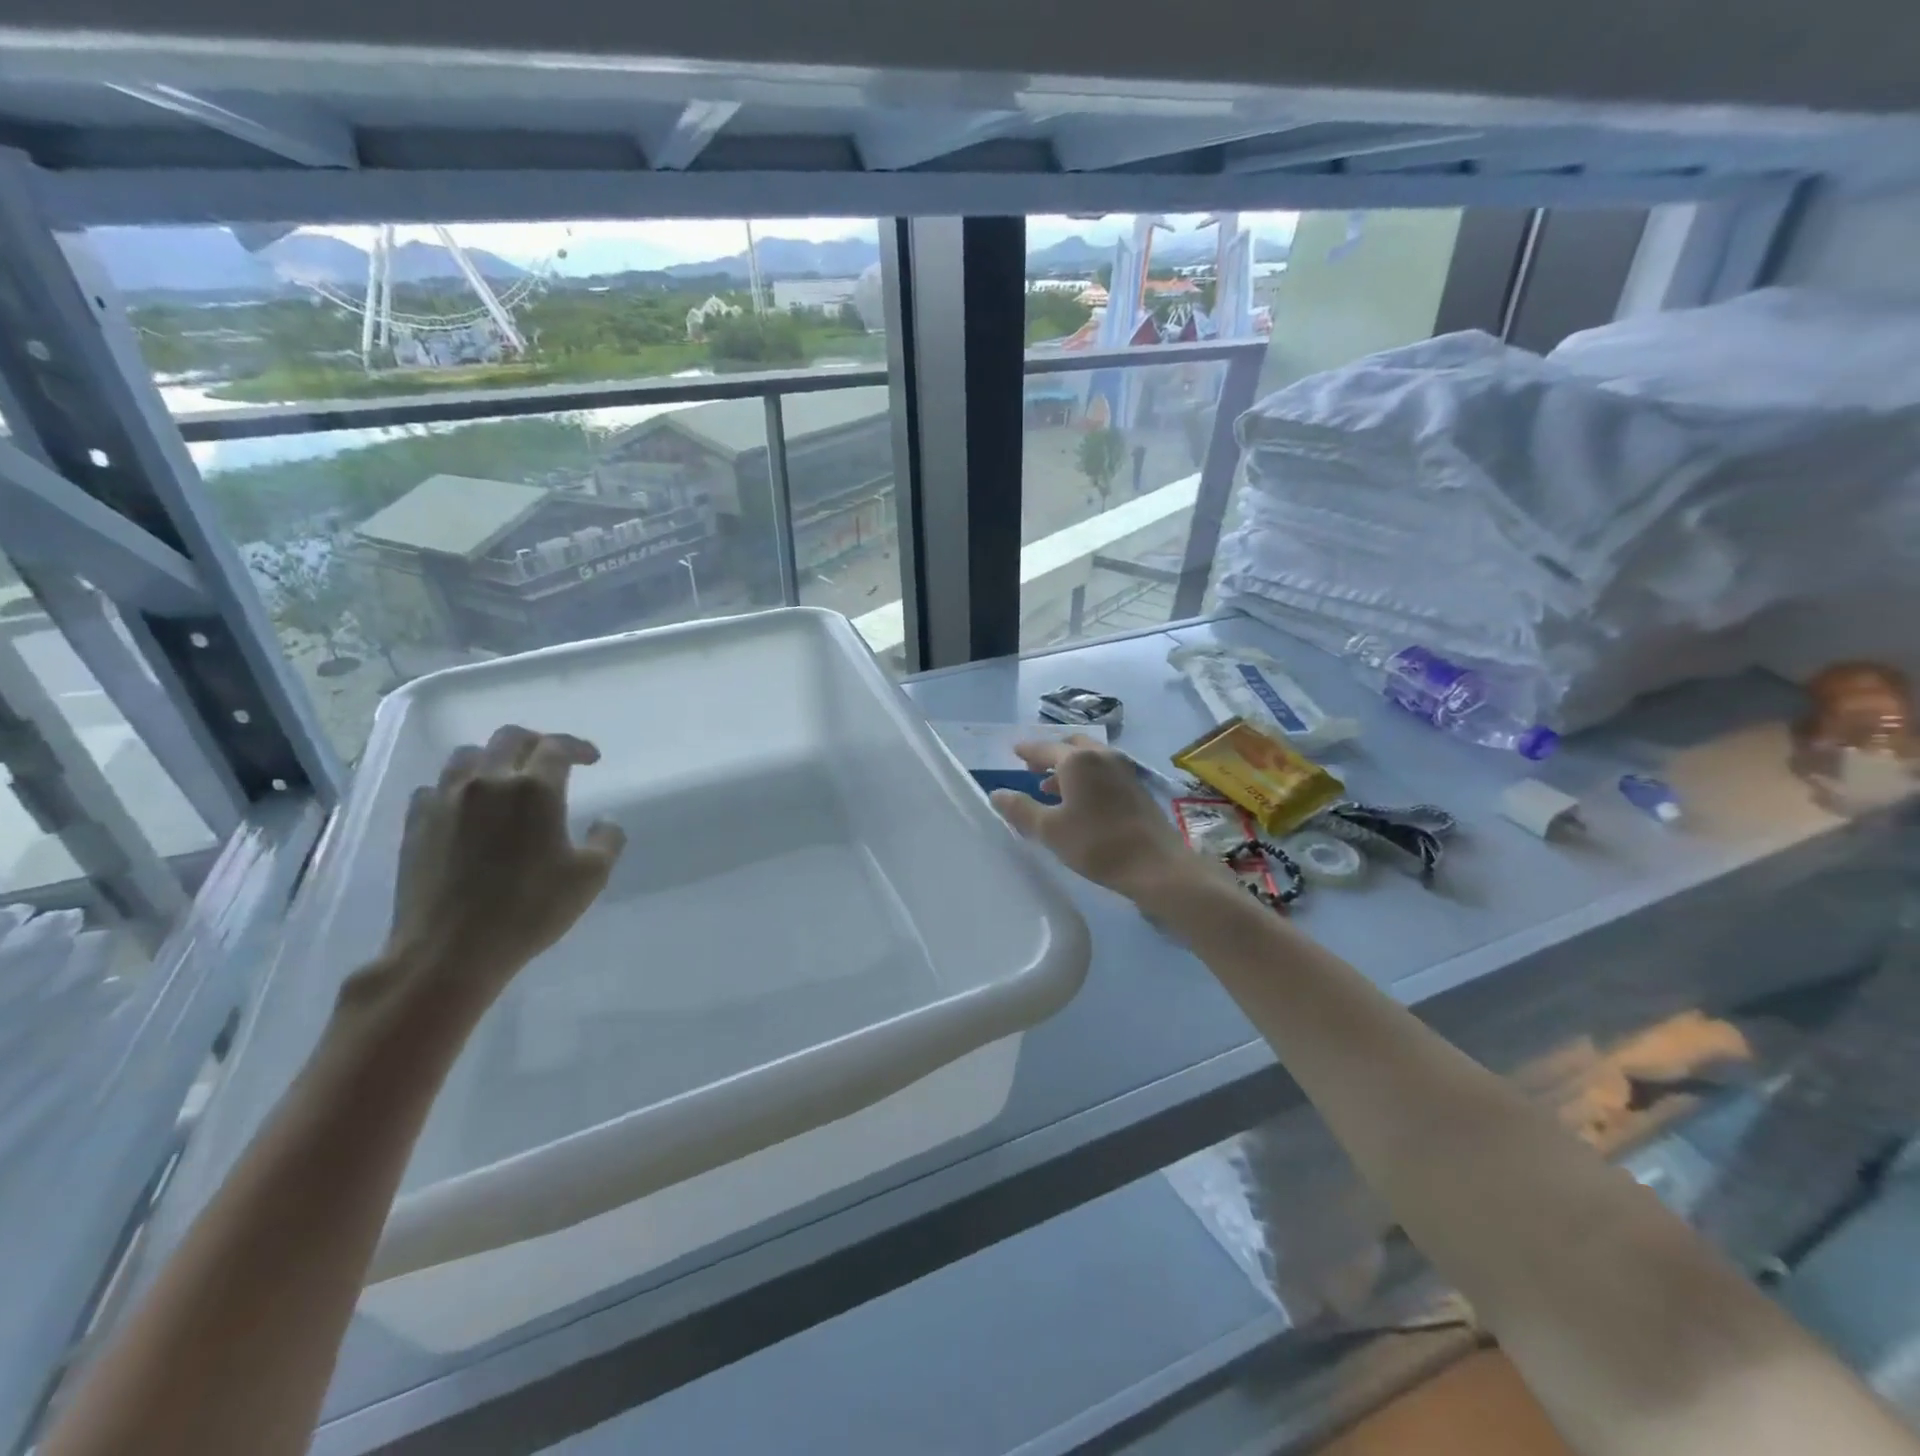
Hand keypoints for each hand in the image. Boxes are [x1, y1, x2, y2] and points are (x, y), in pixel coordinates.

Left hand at [380, 725, 625, 1000]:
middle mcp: (488, 782)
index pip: (557, 747)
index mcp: (535, 789)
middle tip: (551, 758)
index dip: (578, 747)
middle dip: (536, 741)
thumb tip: (604, 821)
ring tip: (505, 776)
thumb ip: (607, 840)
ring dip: (492, 758)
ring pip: (466, 755)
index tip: (592, 758)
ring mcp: (446, 801)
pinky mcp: (416, 824)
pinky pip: (435, 787)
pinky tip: (465, 806)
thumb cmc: (530, 910)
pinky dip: (456, 786)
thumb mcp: (591, 877)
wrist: (450, 950)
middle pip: (509, 738)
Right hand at [989, 735, 1220, 904]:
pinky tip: (1081, 801)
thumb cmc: (1097, 844)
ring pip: (1090, 758)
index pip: (1045, 748)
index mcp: (1078, 760)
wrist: (1156, 865)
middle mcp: (1102, 756)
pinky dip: (1087, 776)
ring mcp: (1124, 770)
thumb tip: (996, 793)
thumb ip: (1021, 809)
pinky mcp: (1137, 787)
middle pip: (1071, 746)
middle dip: (1051, 754)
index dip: (1027, 750)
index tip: (1015, 751)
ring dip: (1069, 767)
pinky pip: (1104, 771)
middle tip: (1033, 768)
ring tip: (1052, 788)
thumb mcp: (1050, 830)